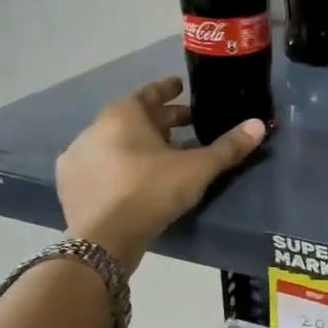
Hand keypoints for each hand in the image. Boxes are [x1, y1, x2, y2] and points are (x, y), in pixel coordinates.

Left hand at [55, 78, 263, 272]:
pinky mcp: (70, 185)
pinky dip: (119, 165)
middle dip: (161, 121)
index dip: (168, 90)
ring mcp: (78, 157)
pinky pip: (101, 165)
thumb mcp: (198, 168)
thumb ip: (228, 146)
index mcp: (123, 115)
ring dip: (139, 144)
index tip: (181, 87)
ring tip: (164, 155)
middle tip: (186, 124)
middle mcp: (95, 129)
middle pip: (133, 118)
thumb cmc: (152, 190)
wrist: (104, 239)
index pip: (149, 93)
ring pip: (115, 142)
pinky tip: (134, 178)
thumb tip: (258, 125)